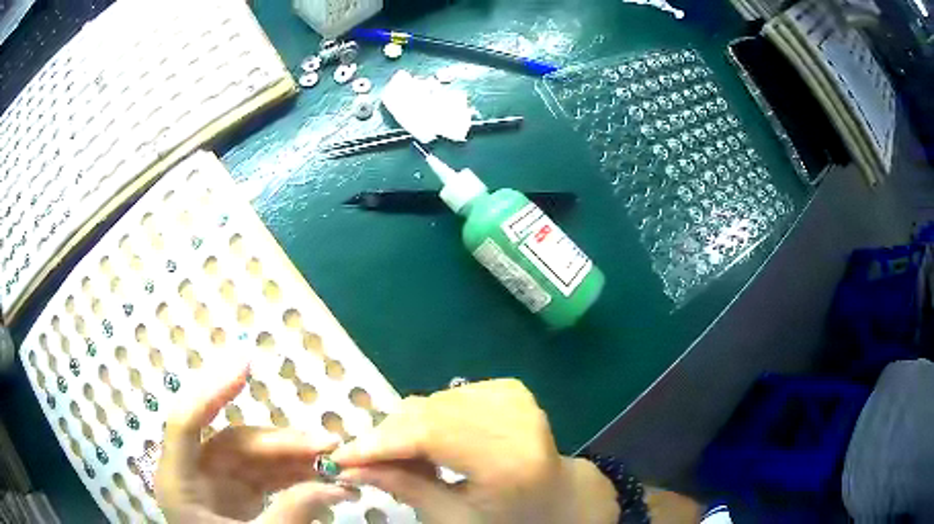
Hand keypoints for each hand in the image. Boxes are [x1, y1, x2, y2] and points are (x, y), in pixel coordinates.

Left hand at [155, 362, 351, 522]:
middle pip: (233, 442)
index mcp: (178, 482)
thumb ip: (291, 515)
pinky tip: (322, 476)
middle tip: (329, 443)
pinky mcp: (236, 493)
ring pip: (254, 456)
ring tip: (334, 460)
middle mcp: (192, 473)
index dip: (211, 391)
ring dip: (294, 456)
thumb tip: (336, 486)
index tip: (246, 362)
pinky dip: (293, 474)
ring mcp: (215, 482)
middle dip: (282, 442)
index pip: (185, 423)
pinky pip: (265, 475)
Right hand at [331, 379, 618, 523]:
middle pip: (427, 414)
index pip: (429, 436)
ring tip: (406, 460)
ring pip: (432, 402)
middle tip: (364, 462)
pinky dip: (429, 418)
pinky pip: (447, 396)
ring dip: (406, 429)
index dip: (379, 444)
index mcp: (510, 460)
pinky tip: (435, 443)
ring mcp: (514, 396)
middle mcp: (515, 418)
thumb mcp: (456, 519)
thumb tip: (350, 469)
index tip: (341, 457)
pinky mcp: (509, 387)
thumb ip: (405, 489)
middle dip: (386, 437)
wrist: (557, 496)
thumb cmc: (509, 518)